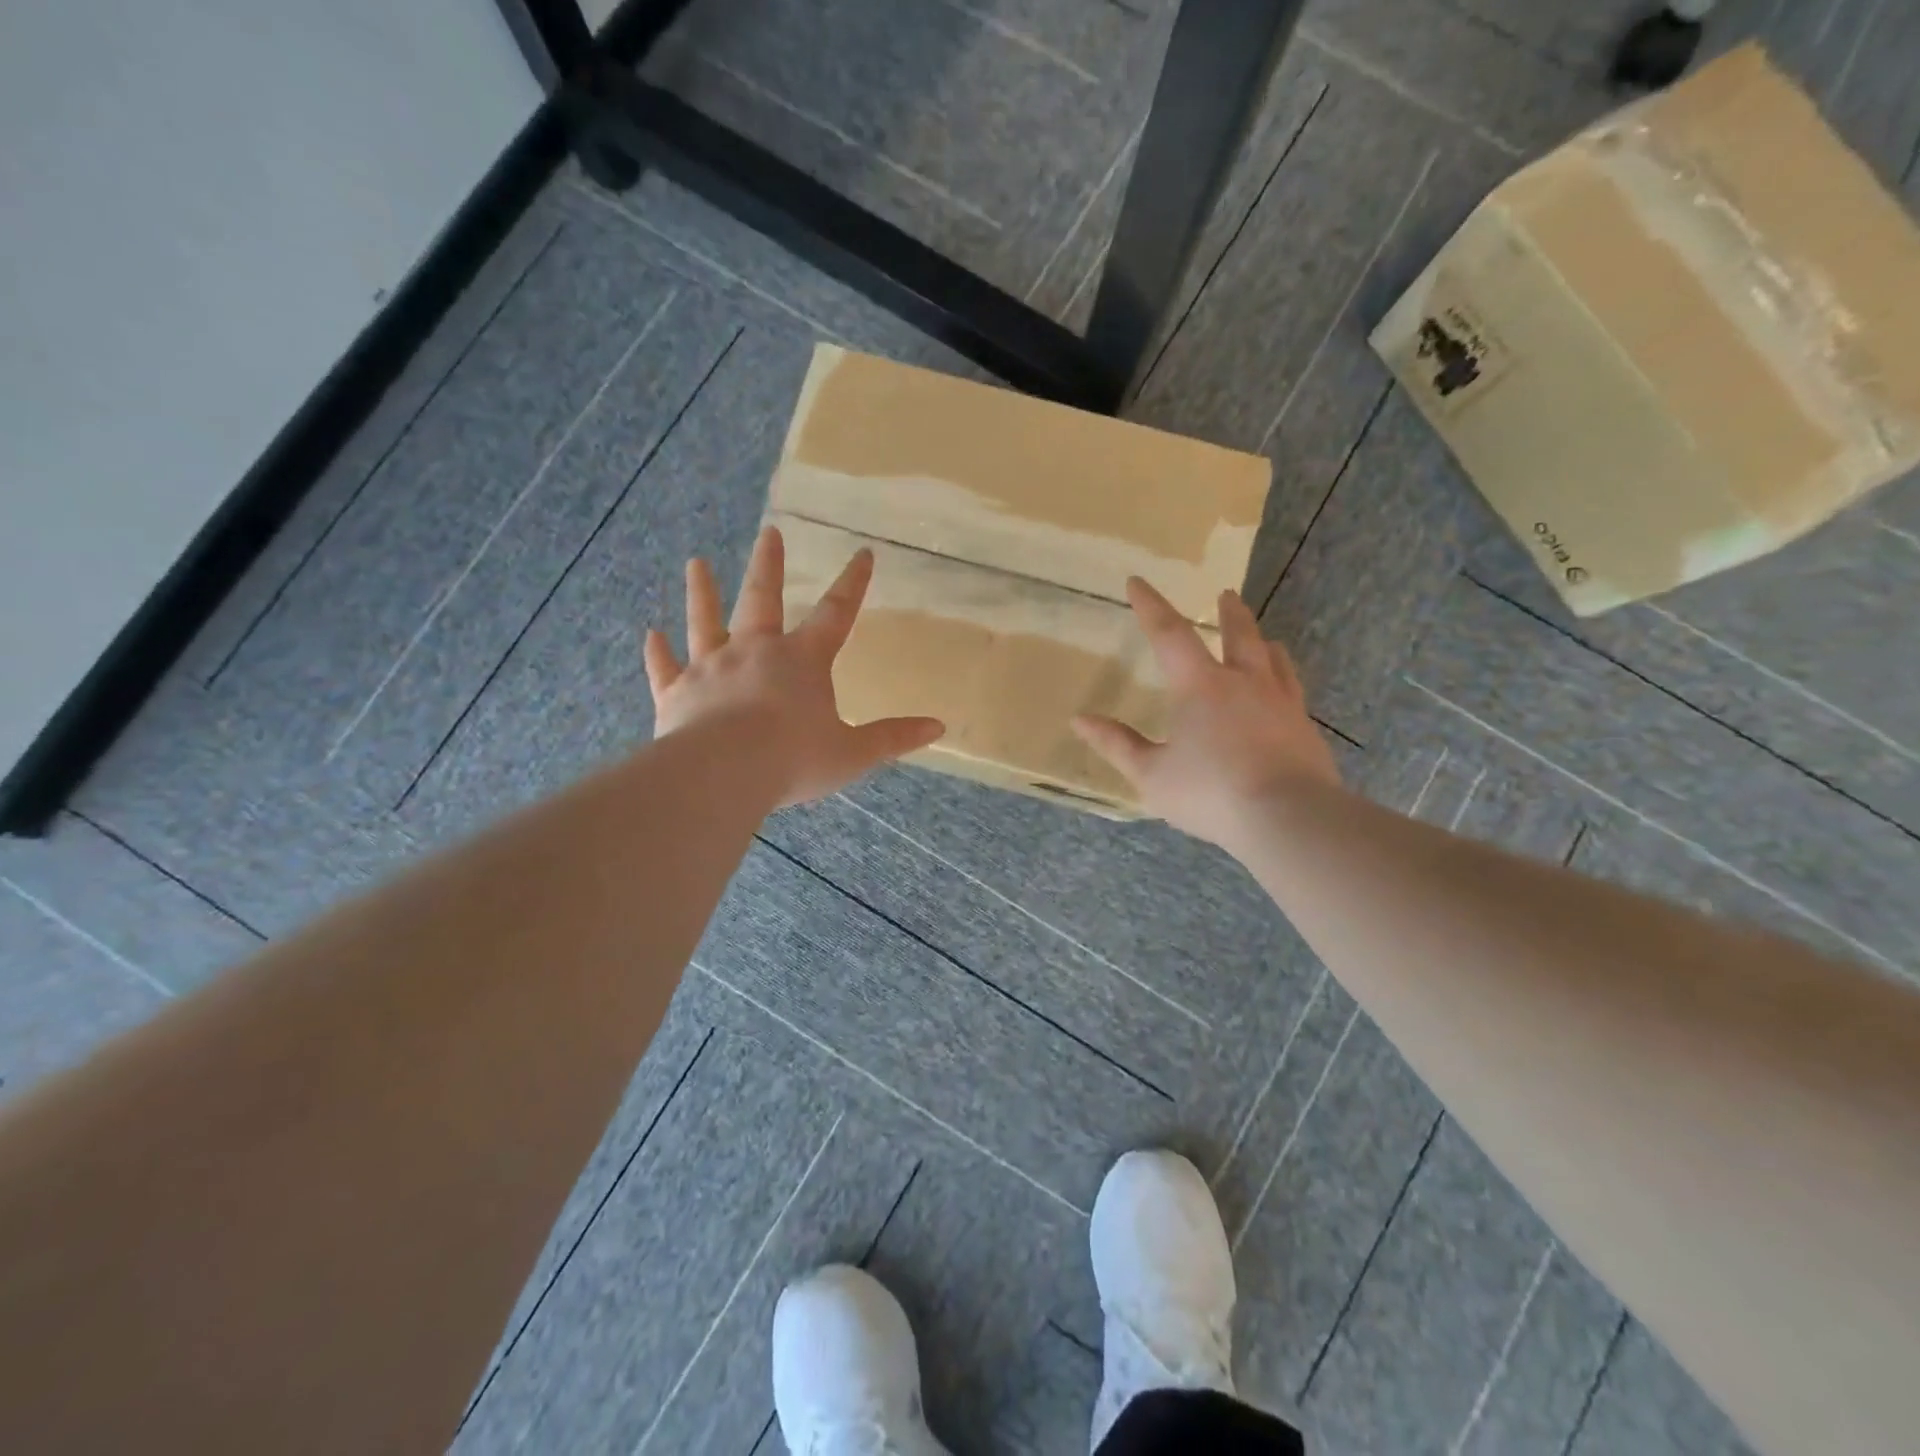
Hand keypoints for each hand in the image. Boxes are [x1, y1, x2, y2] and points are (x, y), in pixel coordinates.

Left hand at [644, 525, 944, 807]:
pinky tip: (651, 634)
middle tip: (769, 532)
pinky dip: (658, 652)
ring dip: (702, 592)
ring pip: (705, 621)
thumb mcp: (853, 752)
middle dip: (769, 565)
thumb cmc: (794, 759)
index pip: (836, 614)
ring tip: (696, 563)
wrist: (724, 773)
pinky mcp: (676, 693)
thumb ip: (893, 737)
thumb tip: (938, 726)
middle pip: (763, 599)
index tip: (862, 553)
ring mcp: (711, 668)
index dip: (853, 584)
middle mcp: (755, 652)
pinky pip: (665, 667)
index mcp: (802, 661)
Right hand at [1071, 578, 1339, 849]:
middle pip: (1238, 634)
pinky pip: (1292, 689)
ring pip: (1273, 658)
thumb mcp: (1151, 774)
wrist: (1289, 817)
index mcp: (1200, 686)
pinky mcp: (1304, 727)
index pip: (1169, 633)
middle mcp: (1243, 682)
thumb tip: (1080, 720)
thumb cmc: (1210, 792)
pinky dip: (1283, 677)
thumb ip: (1117, 745)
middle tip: (1226, 594)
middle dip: (1228, 612)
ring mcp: (1281, 702)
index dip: (1150, 606)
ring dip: (1261, 641)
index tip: (1137, 581)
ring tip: (1263, 638)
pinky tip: (1285, 690)